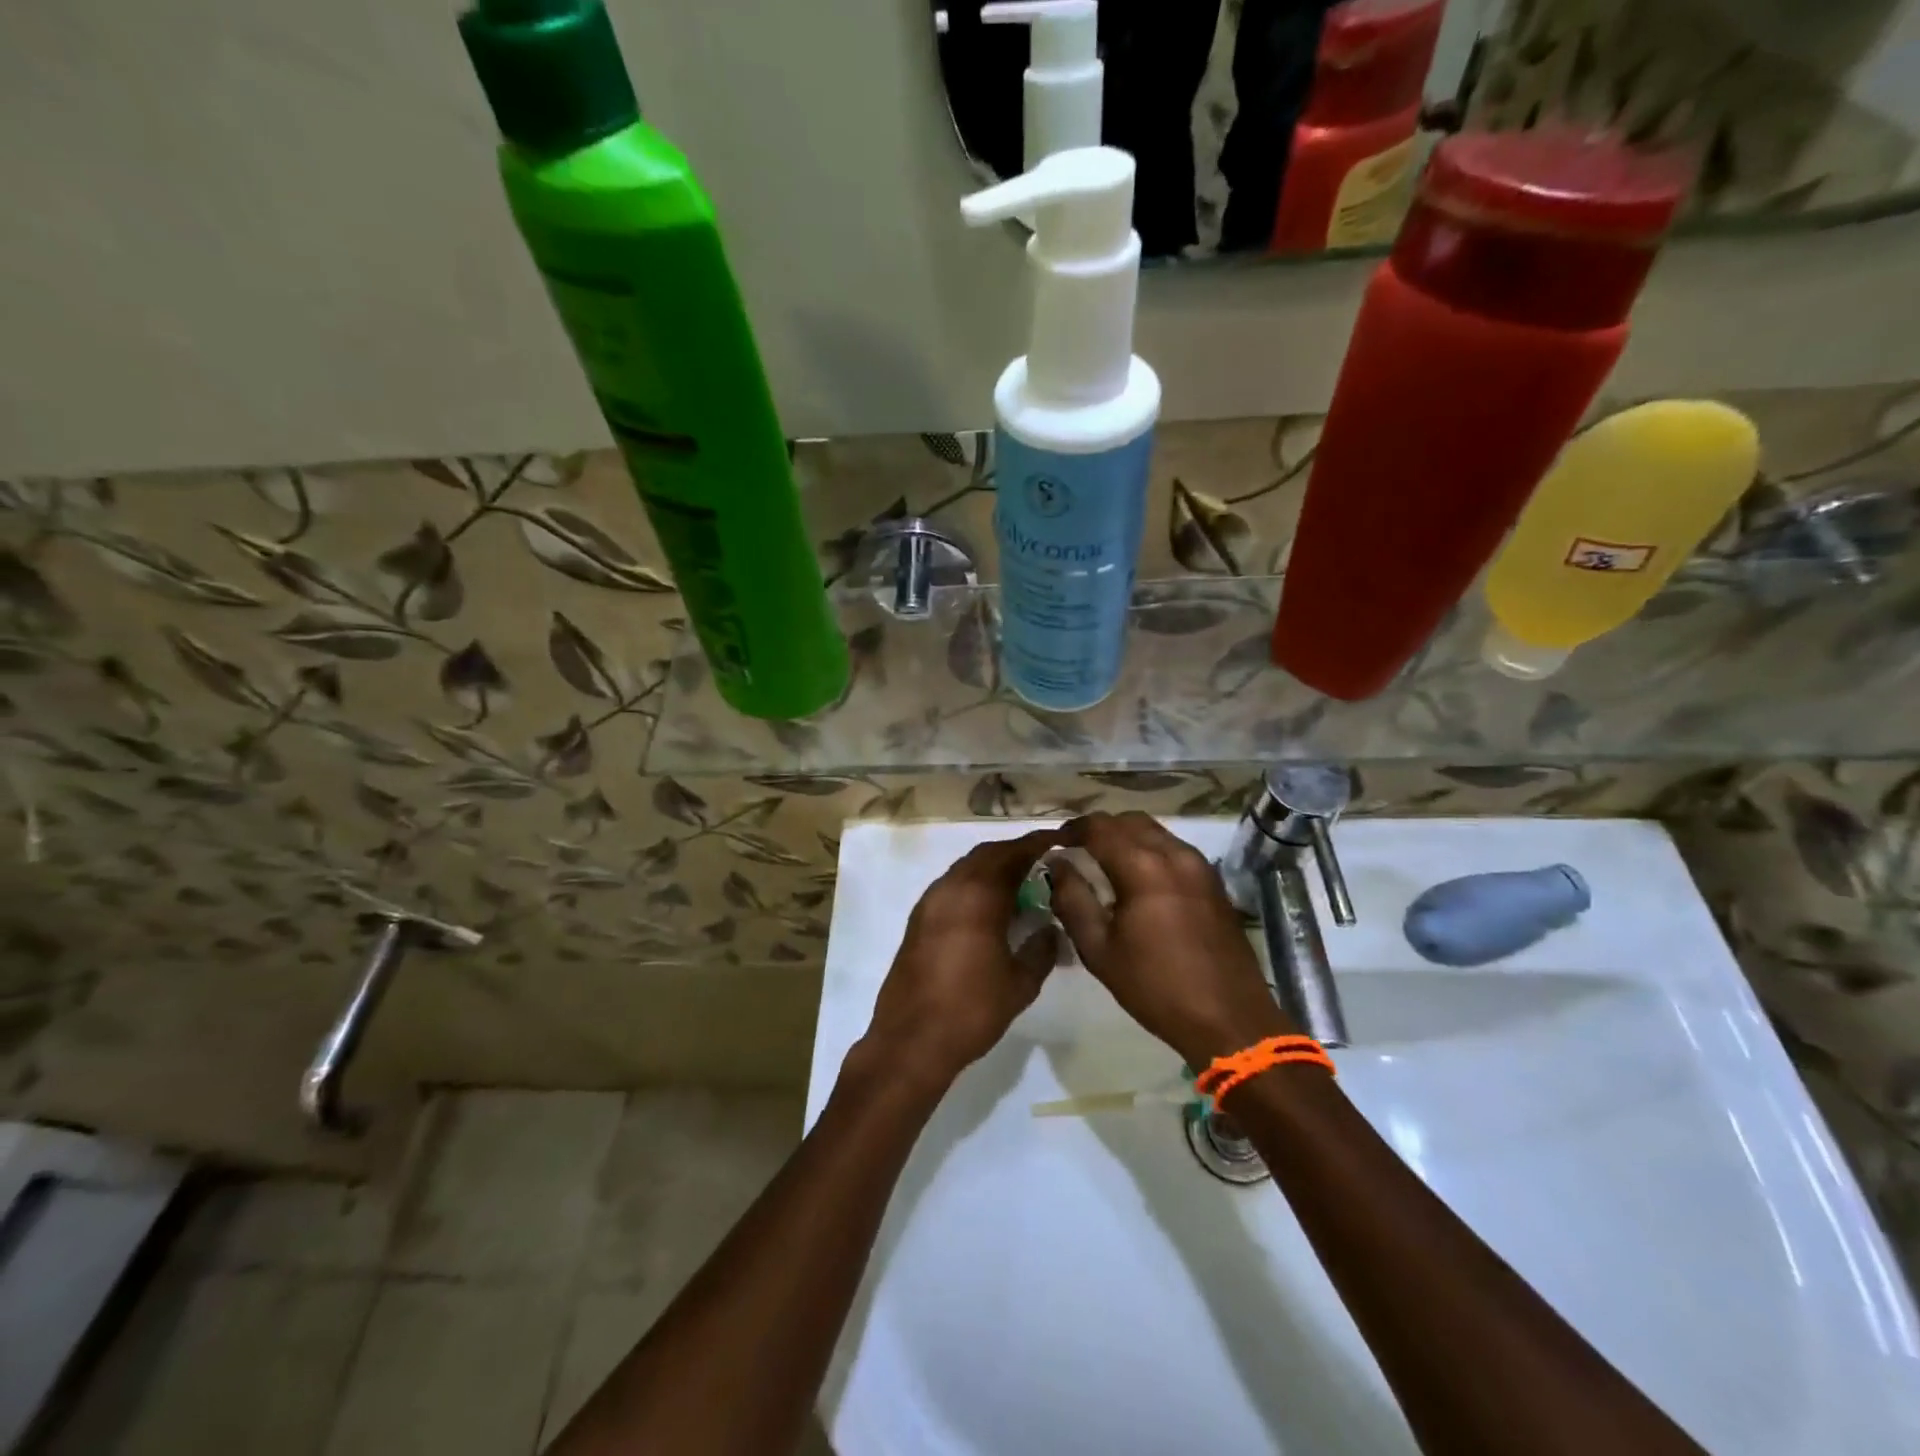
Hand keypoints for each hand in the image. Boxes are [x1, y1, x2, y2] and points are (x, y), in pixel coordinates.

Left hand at [859, 828, 1062, 1090]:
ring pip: (966, 868)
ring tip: (1022, 884)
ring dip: (993, 868)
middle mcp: (950, 888)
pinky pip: (952, 886)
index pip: (1013, 854)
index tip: (1061, 841)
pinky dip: (975, 885)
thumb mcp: (1020, 983)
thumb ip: (1041, 949)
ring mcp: (929, 902)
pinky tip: (991, 908)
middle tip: (1044, 862)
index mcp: (978, 895)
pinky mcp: (918, 920)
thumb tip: (1051, 928)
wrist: (911, 1041)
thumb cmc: (972, 1010)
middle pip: (987, 854)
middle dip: (1016, 853)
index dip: (1038, 844)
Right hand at [1050, 811, 1293, 1065]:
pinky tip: (1138, 879)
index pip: (1099, 828)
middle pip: (1129, 821)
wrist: (1230, 1019)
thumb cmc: (1156, 987)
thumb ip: (1072, 900)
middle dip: (1099, 829)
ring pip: (1154, 831)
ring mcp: (1199, 865)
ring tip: (1104, 863)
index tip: (1054, 844)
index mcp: (1143, 867)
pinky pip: (1173, 848)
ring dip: (1125, 837)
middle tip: (1076, 851)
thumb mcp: (1099, 950)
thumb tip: (1057, 865)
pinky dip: (1149, 850)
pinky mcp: (1213, 881)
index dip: (1072, 829)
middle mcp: (1174, 854)